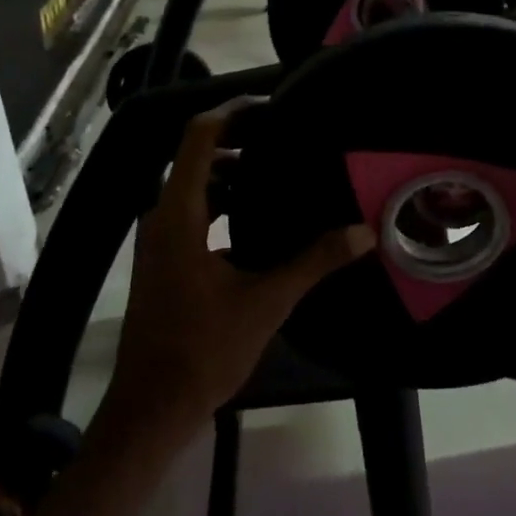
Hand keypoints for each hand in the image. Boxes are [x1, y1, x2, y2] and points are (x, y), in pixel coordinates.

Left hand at [104, 100, 375, 437]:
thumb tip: (364, 232)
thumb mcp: (266, 302)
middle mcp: (162, 217)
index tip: (272, 108)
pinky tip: (259, 220)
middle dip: (239, 143)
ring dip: (232, 176)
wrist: (151, 408)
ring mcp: (158, 241)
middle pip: (197, 158)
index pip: (198, 138)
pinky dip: (223, 204)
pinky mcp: (163, 261)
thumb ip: (314, 261)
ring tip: (281, 175)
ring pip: (195, 189)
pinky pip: (193, 214)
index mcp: (179, 214)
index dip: (232, 114)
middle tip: (287, 140)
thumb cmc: (203, 349)